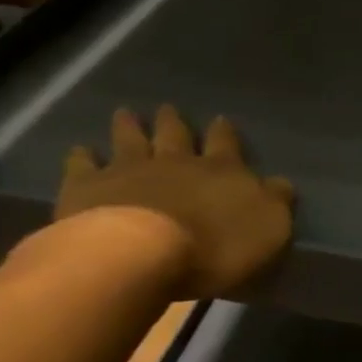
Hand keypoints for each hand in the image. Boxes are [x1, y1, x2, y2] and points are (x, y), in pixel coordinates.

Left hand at [53, 106, 294, 298]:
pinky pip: (84, 165)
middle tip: (168, 108)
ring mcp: (129, 170)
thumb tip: (281, 184)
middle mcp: (176, 161)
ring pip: (130, 141)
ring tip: (125, 113)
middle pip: (175, 135)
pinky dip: (82, 156)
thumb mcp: (270, 228)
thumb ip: (275, 202)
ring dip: (129, 127)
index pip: (227, 144)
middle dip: (173, 122)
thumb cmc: (216, 245)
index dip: (225, 133)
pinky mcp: (88, 187)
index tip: (221, 120)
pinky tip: (80, 150)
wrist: (142, 253)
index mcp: (222, 170)